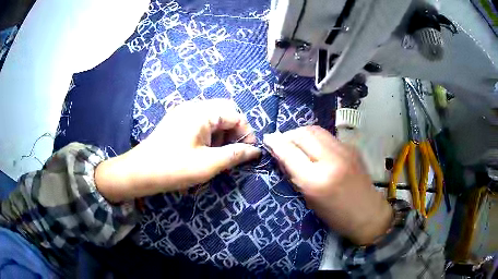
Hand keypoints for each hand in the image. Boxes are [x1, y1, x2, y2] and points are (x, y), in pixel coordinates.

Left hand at [95, 99, 260, 201]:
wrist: (139, 172)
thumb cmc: (173, 168)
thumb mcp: (208, 164)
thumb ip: (234, 155)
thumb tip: (255, 151)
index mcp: (201, 112)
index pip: (235, 115)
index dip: (246, 133)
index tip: (249, 153)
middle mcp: (193, 106)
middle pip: (225, 112)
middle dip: (235, 132)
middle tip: (235, 153)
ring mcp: (183, 113)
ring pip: (213, 118)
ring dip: (222, 135)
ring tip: (221, 156)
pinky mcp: (177, 122)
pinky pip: (201, 123)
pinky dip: (210, 136)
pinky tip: (207, 152)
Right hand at [263, 126, 392, 244]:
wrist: (368, 213)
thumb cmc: (336, 215)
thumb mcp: (310, 200)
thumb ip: (295, 175)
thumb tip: (282, 155)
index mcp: (316, 180)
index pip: (290, 152)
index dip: (276, 142)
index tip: (268, 139)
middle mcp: (331, 159)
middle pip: (303, 133)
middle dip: (289, 134)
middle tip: (282, 142)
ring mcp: (344, 150)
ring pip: (316, 130)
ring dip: (302, 134)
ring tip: (297, 143)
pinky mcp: (351, 148)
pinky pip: (328, 136)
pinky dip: (316, 139)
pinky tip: (315, 149)